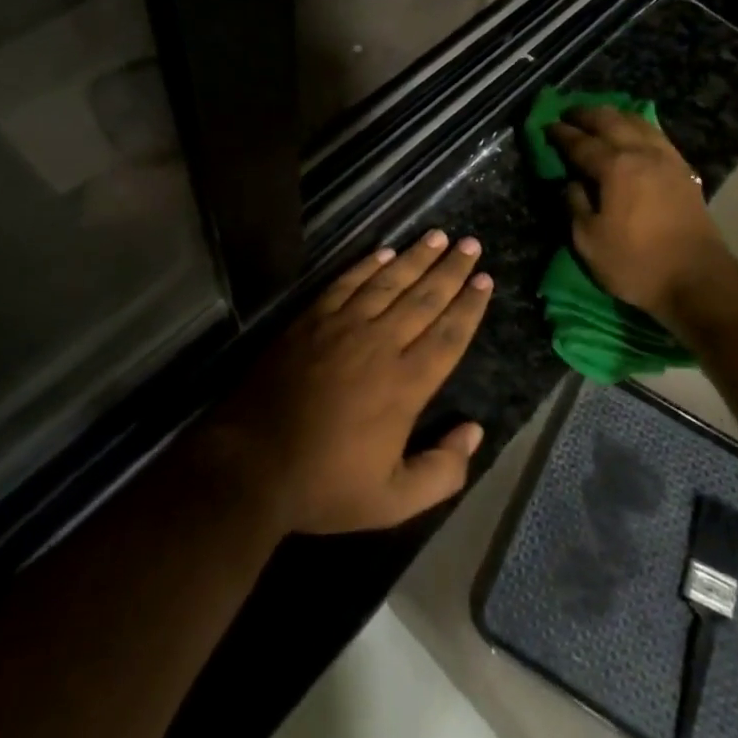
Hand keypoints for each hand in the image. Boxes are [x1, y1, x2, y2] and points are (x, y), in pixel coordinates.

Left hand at [202, 230, 492, 534]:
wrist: (251, 464)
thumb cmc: (324, 485)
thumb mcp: (392, 501)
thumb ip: (442, 471)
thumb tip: (474, 432)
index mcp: (406, 385)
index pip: (448, 335)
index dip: (470, 306)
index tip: (486, 280)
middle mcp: (381, 345)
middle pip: (425, 298)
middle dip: (452, 270)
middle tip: (471, 245)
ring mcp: (343, 327)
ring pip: (389, 282)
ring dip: (417, 258)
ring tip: (438, 236)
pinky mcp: (311, 320)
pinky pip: (347, 283)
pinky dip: (368, 265)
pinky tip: (385, 252)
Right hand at [551, 107, 735, 333]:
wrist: (698, 279)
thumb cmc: (637, 263)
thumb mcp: (590, 241)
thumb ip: (575, 205)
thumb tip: (571, 182)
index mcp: (615, 167)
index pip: (581, 143)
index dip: (561, 134)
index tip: (547, 125)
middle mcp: (642, 153)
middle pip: (611, 121)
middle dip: (587, 114)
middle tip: (569, 113)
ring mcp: (667, 159)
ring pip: (637, 122)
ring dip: (614, 115)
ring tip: (599, 116)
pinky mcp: (684, 170)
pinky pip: (656, 135)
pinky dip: (638, 126)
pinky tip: (634, 132)